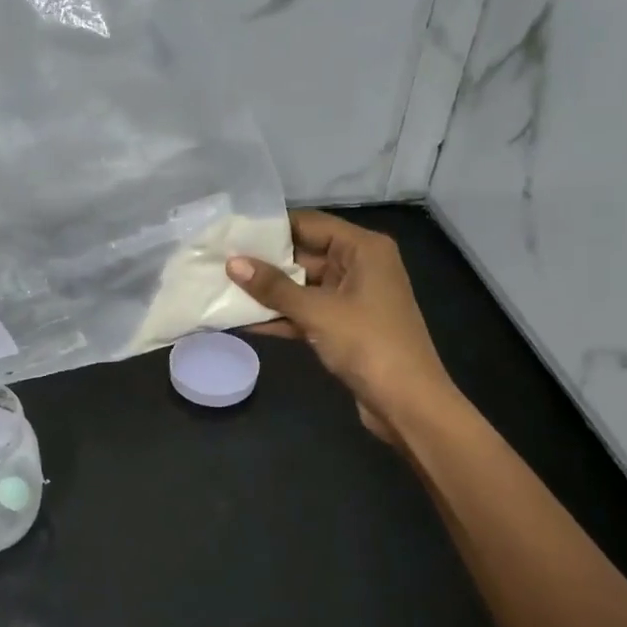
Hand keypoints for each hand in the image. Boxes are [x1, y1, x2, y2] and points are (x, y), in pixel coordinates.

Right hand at [228, 210, 457, 443]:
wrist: (407, 402)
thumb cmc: (368, 344)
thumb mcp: (317, 311)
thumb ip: (273, 287)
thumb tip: (232, 263)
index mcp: (363, 249)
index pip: (309, 224)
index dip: (271, 228)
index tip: (231, 232)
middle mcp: (359, 266)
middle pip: (304, 254)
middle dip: (264, 262)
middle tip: (218, 262)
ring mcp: (351, 298)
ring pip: (302, 286)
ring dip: (268, 293)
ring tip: (222, 288)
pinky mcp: (343, 326)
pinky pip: (306, 312)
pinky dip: (280, 317)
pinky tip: (243, 321)